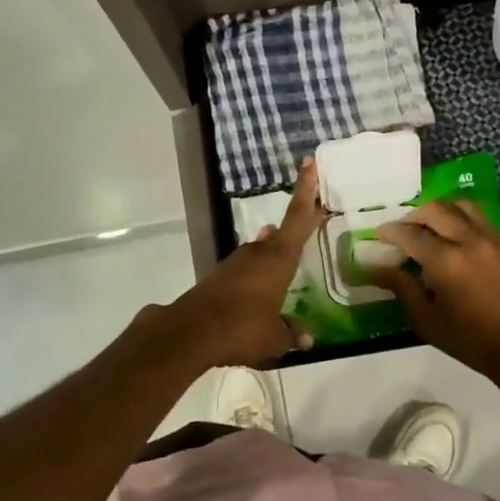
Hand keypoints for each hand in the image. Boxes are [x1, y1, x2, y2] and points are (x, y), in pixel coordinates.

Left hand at [164, 158, 322, 368]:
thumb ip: (292, 334)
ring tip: (286, 257)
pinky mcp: (218, 280)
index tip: (308, 162)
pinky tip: (260, 288)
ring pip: (261, 252)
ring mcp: (235, 265)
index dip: (306, 190)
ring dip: (273, 253)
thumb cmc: (242, 328)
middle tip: (310, 219)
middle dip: (294, 228)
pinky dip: (257, 274)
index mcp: (278, 259)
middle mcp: (257, 254)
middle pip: (280, 234)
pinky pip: (246, 271)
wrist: (189, 333)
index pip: (298, 217)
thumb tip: (307, 338)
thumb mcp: (275, 338)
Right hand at [367, 200, 499, 382]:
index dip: (390, 232)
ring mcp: (491, 239)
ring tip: (429, 226)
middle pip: (435, 210)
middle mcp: (468, 240)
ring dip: (440, 210)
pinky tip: (453, 236)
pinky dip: (461, 217)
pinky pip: (479, 218)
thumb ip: (402, 288)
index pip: (410, 234)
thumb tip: (376, 269)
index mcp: (445, 261)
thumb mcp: (427, 320)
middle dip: (413, 216)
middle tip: (402, 230)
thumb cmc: (470, 340)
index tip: (378, 234)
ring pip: (461, 206)